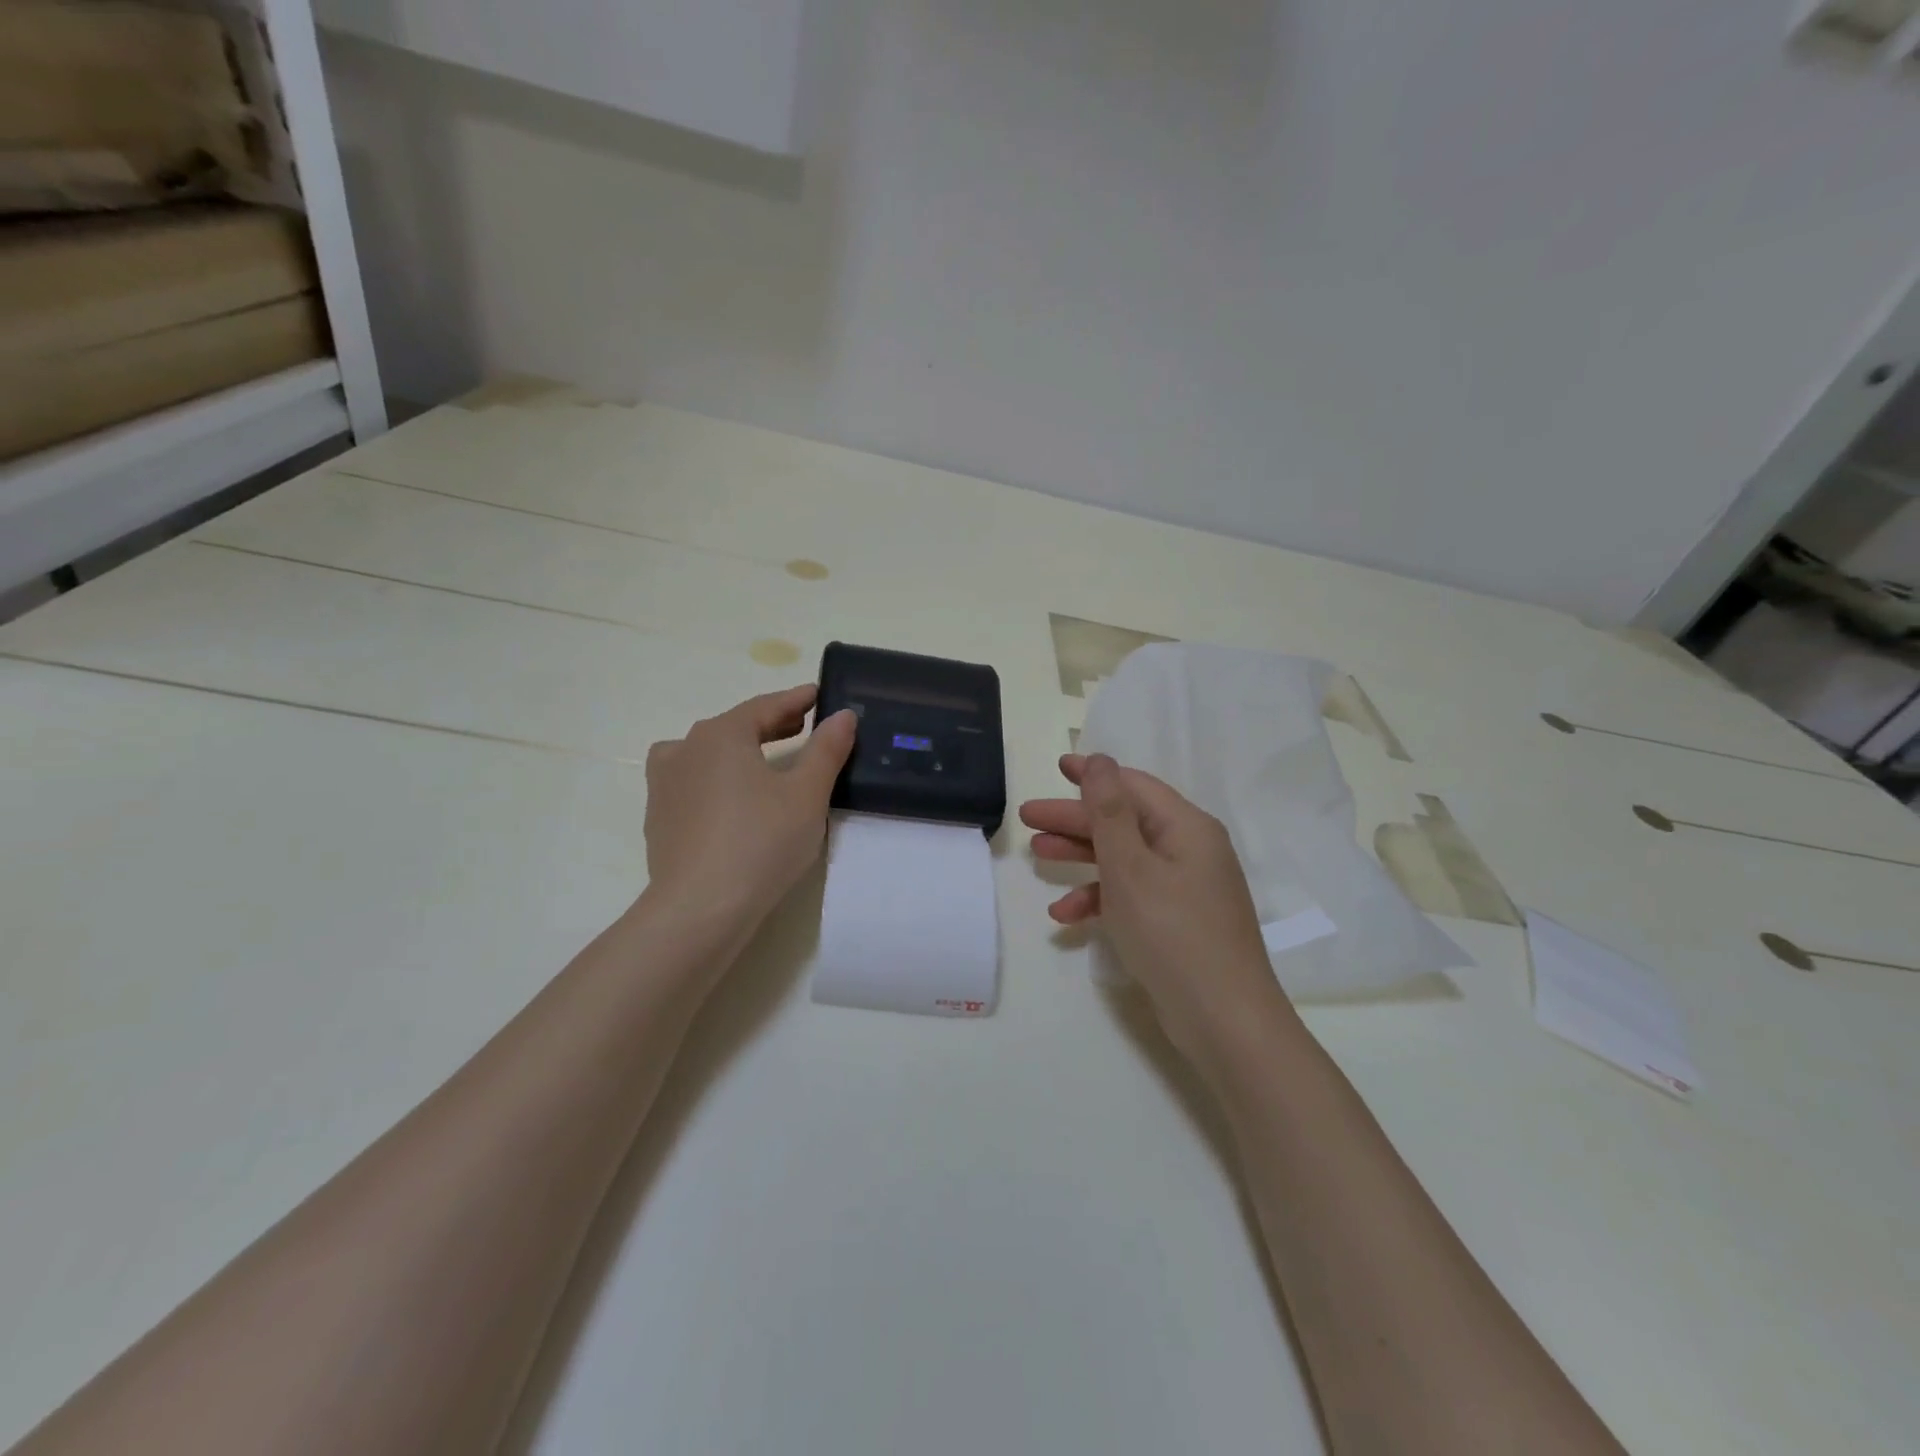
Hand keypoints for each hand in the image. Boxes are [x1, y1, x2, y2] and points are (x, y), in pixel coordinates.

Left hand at [643, 685, 856, 929]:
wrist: (700, 909)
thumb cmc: (761, 841)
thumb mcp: (808, 794)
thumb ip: (827, 750)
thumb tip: (843, 716)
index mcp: (721, 734)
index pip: (766, 706)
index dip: (796, 700)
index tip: (818, 694)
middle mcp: (685, 749)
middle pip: (735, 727)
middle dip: (770, 724)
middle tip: (802, 725)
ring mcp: (664, 784)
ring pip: (707, 753)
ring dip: (739, 749)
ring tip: (764, 759)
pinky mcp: (658, 817)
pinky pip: (693, 782)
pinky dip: (718, 778)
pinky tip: (733, 800)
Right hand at [1020, 753, 1282, 1051]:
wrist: (1224, 1021)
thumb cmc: (1173, 934)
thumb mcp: (1131, 868)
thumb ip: (1110, 812)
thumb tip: (1100, 760)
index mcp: (1186, 828)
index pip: (1133, 786)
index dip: (1094, 774)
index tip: (1058, 766)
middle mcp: (1189, 850)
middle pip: (1124, 821)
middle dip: (1075, 819)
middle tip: (1028, 818)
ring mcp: (1184, 887)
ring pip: (1124, 858)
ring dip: (1082, 857)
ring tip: (1038, 855)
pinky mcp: (1176, 920)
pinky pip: (1132, 894)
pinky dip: (1100, 898)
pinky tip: (1066, 915)